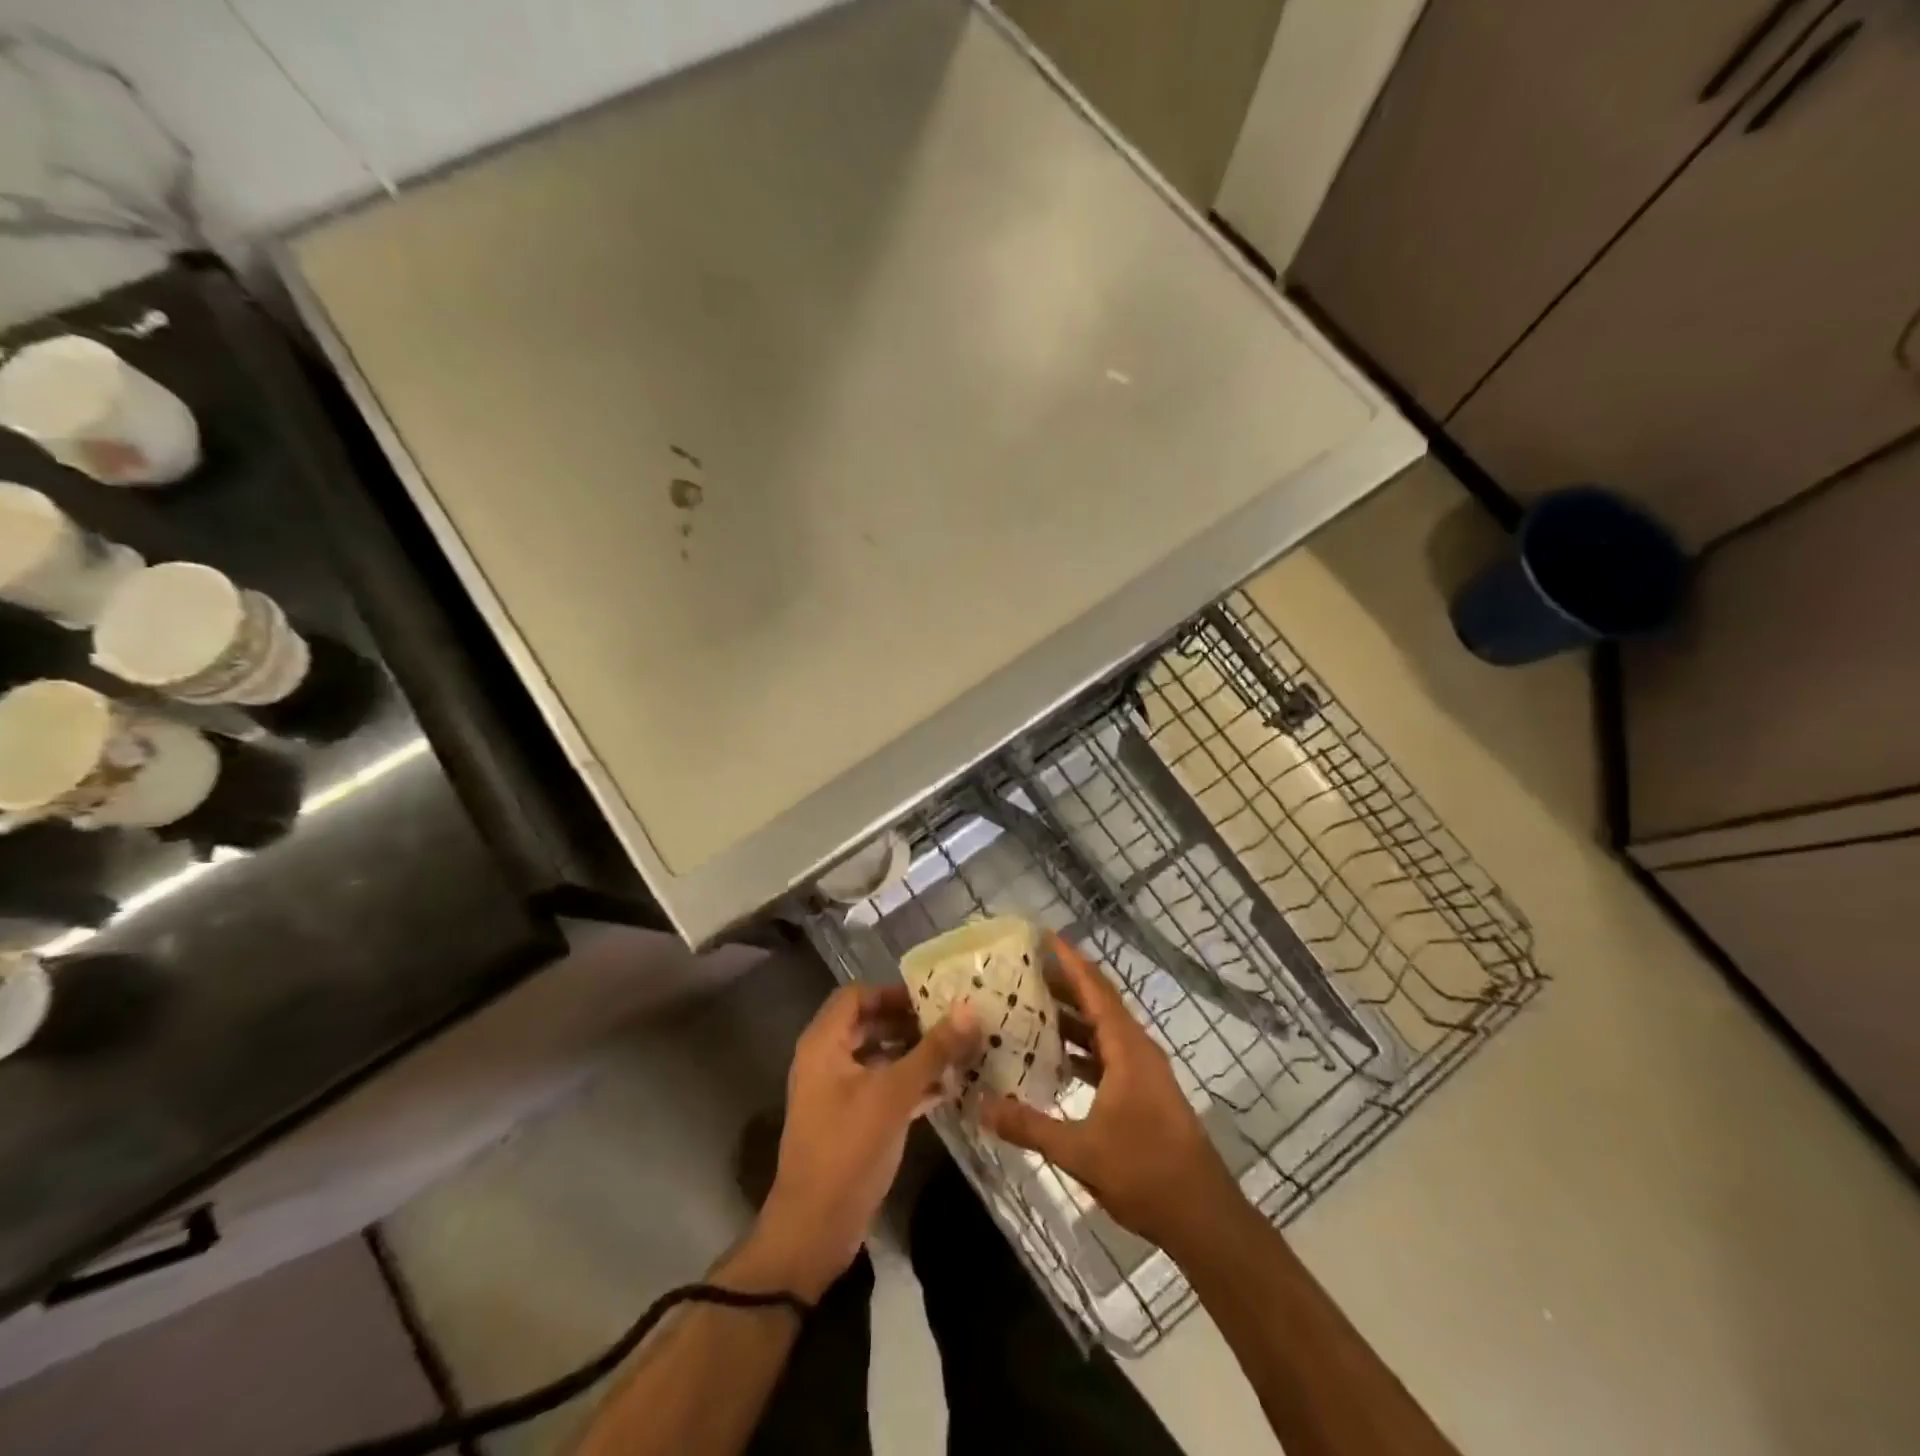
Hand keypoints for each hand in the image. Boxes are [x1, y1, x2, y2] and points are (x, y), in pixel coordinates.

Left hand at [736, 985, 978, 1299]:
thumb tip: (970, 1010)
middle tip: (951, 1022)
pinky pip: (882, 1087)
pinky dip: (909, 1083)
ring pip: (878, 1057)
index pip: (857, 995)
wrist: (815, 1229)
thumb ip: (933, 1050)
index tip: (933, 997)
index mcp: (824, 1044)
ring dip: (914, 1053)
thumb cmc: (849, 1148)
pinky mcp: (851, 1121)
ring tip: (957, 1052)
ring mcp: (837, 1092)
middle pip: (869, 1024)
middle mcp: (826, 1060)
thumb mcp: (894, 1094)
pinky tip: (948, 1089)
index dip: (893, 992)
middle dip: (909, 1022)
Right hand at [978, 934, 1235, 1252]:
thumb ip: (1029, 1126)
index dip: (1070, 961)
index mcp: (1127, 1049)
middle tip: (1023, 970)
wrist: (1203, 1217)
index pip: (1095, 990)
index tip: (1044, 937)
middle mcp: (1137, 1050)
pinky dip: (1081, 1049)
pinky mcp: (1144, 1093)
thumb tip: (981, 1106)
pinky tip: (1054, 1060)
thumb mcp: (1080, 1151)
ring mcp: (1143, 1072)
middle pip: (1098, 1004)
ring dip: (1071, 1018)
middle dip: (1064, 984)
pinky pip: (1107, 1054)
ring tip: (1030, 1007)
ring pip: (1102, 1031)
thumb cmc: (1145, 1172)